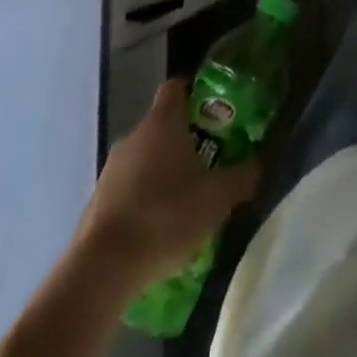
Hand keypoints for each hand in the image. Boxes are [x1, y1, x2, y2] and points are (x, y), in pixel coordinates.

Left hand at [74, 79, 260, 289]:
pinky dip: (142, 201)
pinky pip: (127, 190)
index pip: (176, 87)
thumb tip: (260, 162)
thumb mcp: (217, 198)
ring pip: (144, 160)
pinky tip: (157, 230)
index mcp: (162, 122)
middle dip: (184, 141)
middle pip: (162, 126)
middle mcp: (133, 136)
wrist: (101, 270)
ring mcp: (110, 170)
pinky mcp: (96, 203)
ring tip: (185, 203)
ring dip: (162, 174)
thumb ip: (243, 176)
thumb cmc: (165, 217)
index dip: (194, 92)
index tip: (212, 111)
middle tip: (209, 163)